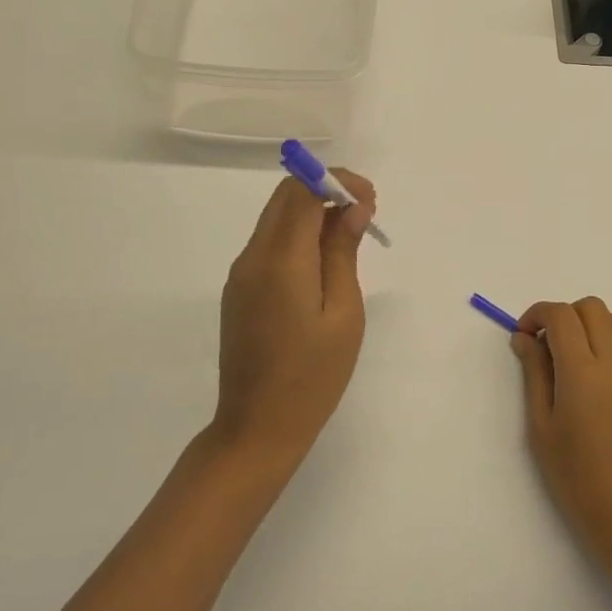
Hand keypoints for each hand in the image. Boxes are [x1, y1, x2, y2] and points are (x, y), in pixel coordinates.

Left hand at [211, 171, 376, 470]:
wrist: (257, 429)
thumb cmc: (312, 376)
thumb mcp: (343, 313)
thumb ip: (343, 253)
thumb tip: (352, 207)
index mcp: (280, 260)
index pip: (302, 190)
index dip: (338, 181)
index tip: (370, 202)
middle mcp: (253, 257)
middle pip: (285, 196)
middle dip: (326, 189)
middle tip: (365, 213)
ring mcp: (242, 273)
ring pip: (276, 217)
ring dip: (313, 211)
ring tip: (351, 237)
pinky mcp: (240, 289)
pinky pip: (270, 243)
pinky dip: (299, 235)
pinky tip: (324, 262)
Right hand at [511, 297, 611, 566]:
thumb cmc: (573, 474)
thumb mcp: (541, 424)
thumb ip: (534, 372)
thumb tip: (524, 337)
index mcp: (581, 370)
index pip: (561, 315)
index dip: (537, 314)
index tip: (523, 335)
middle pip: (590, 307)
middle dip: (564, 315)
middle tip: (547, 345)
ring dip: (593, 322)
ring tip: (576, 352)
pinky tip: (598, 373)